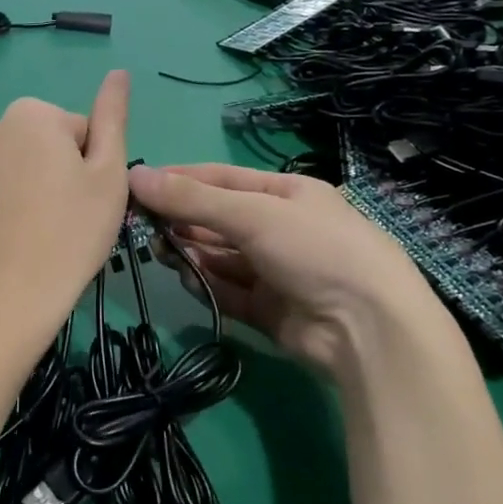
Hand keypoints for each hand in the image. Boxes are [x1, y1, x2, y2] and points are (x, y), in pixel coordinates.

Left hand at [0, 72, 129, 328]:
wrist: (10, 295)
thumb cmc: (72, 231)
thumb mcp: (108, 172)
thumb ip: (112, 117)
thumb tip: (118, 73)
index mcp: (30, 114)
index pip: (80, 129)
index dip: (93, 164)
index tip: (89, 198)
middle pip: (46, 144)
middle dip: (61, 171)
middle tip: (71, 215)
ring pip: (20, 167)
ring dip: (34, 187)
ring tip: (44, 230)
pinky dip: (9, 206)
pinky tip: (18, 238)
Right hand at [126, 162, 446, 375]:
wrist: (367, 329)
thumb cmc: (314, 249)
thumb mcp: (252, 213)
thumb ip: (191, 198)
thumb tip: (134, 175)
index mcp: (286, 193)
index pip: (221, 179)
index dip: (180, 179)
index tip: (138, 183)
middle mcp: (280, 228)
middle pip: (218, 219)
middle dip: (182, 219)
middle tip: (141, 223)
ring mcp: (275, 270)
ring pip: (219, 256)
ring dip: (190, 252)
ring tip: (159, 251)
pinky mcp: (269, 309)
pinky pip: (227, 290)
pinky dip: (206, 284)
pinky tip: (186, 278)